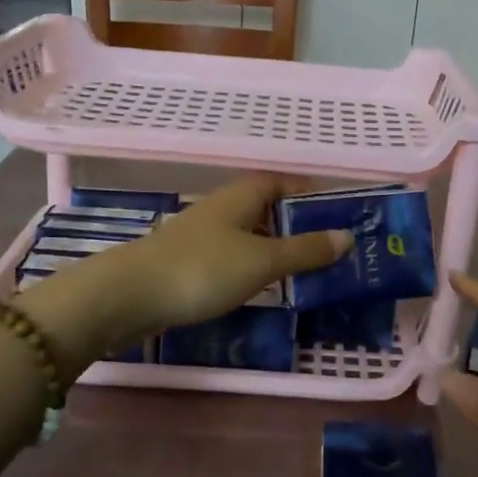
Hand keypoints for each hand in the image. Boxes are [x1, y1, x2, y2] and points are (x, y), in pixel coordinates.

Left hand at [20, 177, 351, 373]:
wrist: (130, 296)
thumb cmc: (203, 269)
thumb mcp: (262, 261)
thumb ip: (304, 250)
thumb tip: (347, 236)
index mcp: (240, 196)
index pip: (280, 181)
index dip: (307, 192)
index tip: (335, 211)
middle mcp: (220, 208)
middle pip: (265, 207)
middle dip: (294, 224)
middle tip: (327, 248)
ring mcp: (200, 235)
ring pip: (247, 234)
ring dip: (273, 247)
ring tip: (302, 271)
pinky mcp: (186, 262)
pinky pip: (230, 257)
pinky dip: (250, 267)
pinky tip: (259, 288)